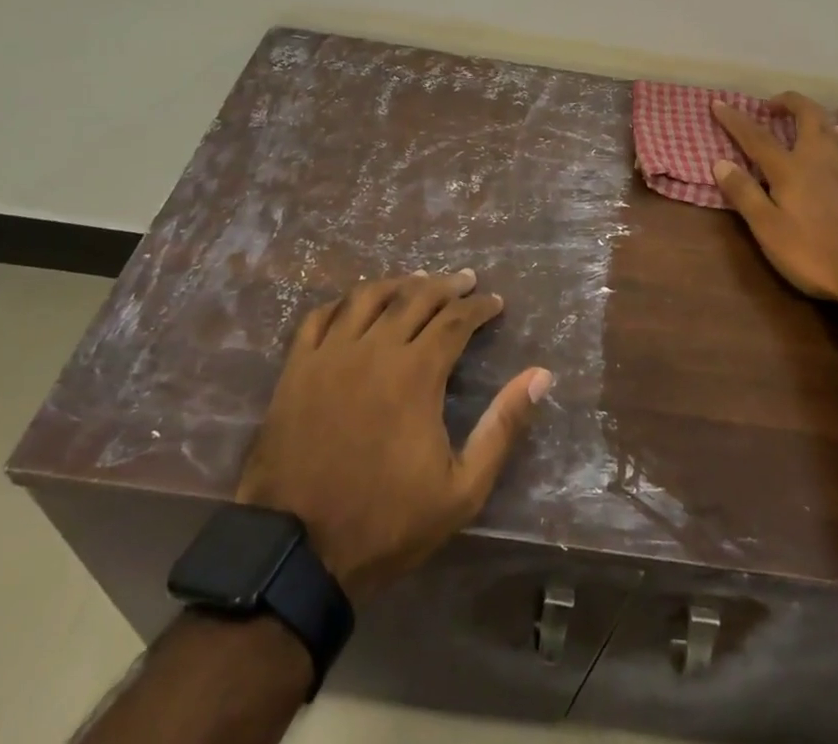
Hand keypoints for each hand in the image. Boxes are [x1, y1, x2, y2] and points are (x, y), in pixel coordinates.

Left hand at [235, 269, 552, 602]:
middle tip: (466, 281)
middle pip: (416, 297)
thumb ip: (502, 427)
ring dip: (399, 283)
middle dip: (447, 285)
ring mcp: (330, 355)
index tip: (495, 302)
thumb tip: (541, 375)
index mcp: (416, 373)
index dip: (479, 307)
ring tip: (418, 281)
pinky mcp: (296, 369)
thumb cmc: (386, 522)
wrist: (296, 556)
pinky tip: (357, 304)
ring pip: (368, 296)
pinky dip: (344, 302)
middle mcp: (374, 349)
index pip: (456, 320)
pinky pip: (321, 316)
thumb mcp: (462, 489)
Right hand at [712, 91, 837, 303]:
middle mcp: (821, 156)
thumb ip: (744, 194)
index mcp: (790, 168)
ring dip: (814, 118)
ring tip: (803, 125)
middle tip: (772, 106)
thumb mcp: (769, 230)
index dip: (735, 119)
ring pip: (832, 127)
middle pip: (806, 114)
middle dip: (788, 102)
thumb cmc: (814, 253)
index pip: (755, 136)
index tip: (718, 104)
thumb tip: (720, 162)